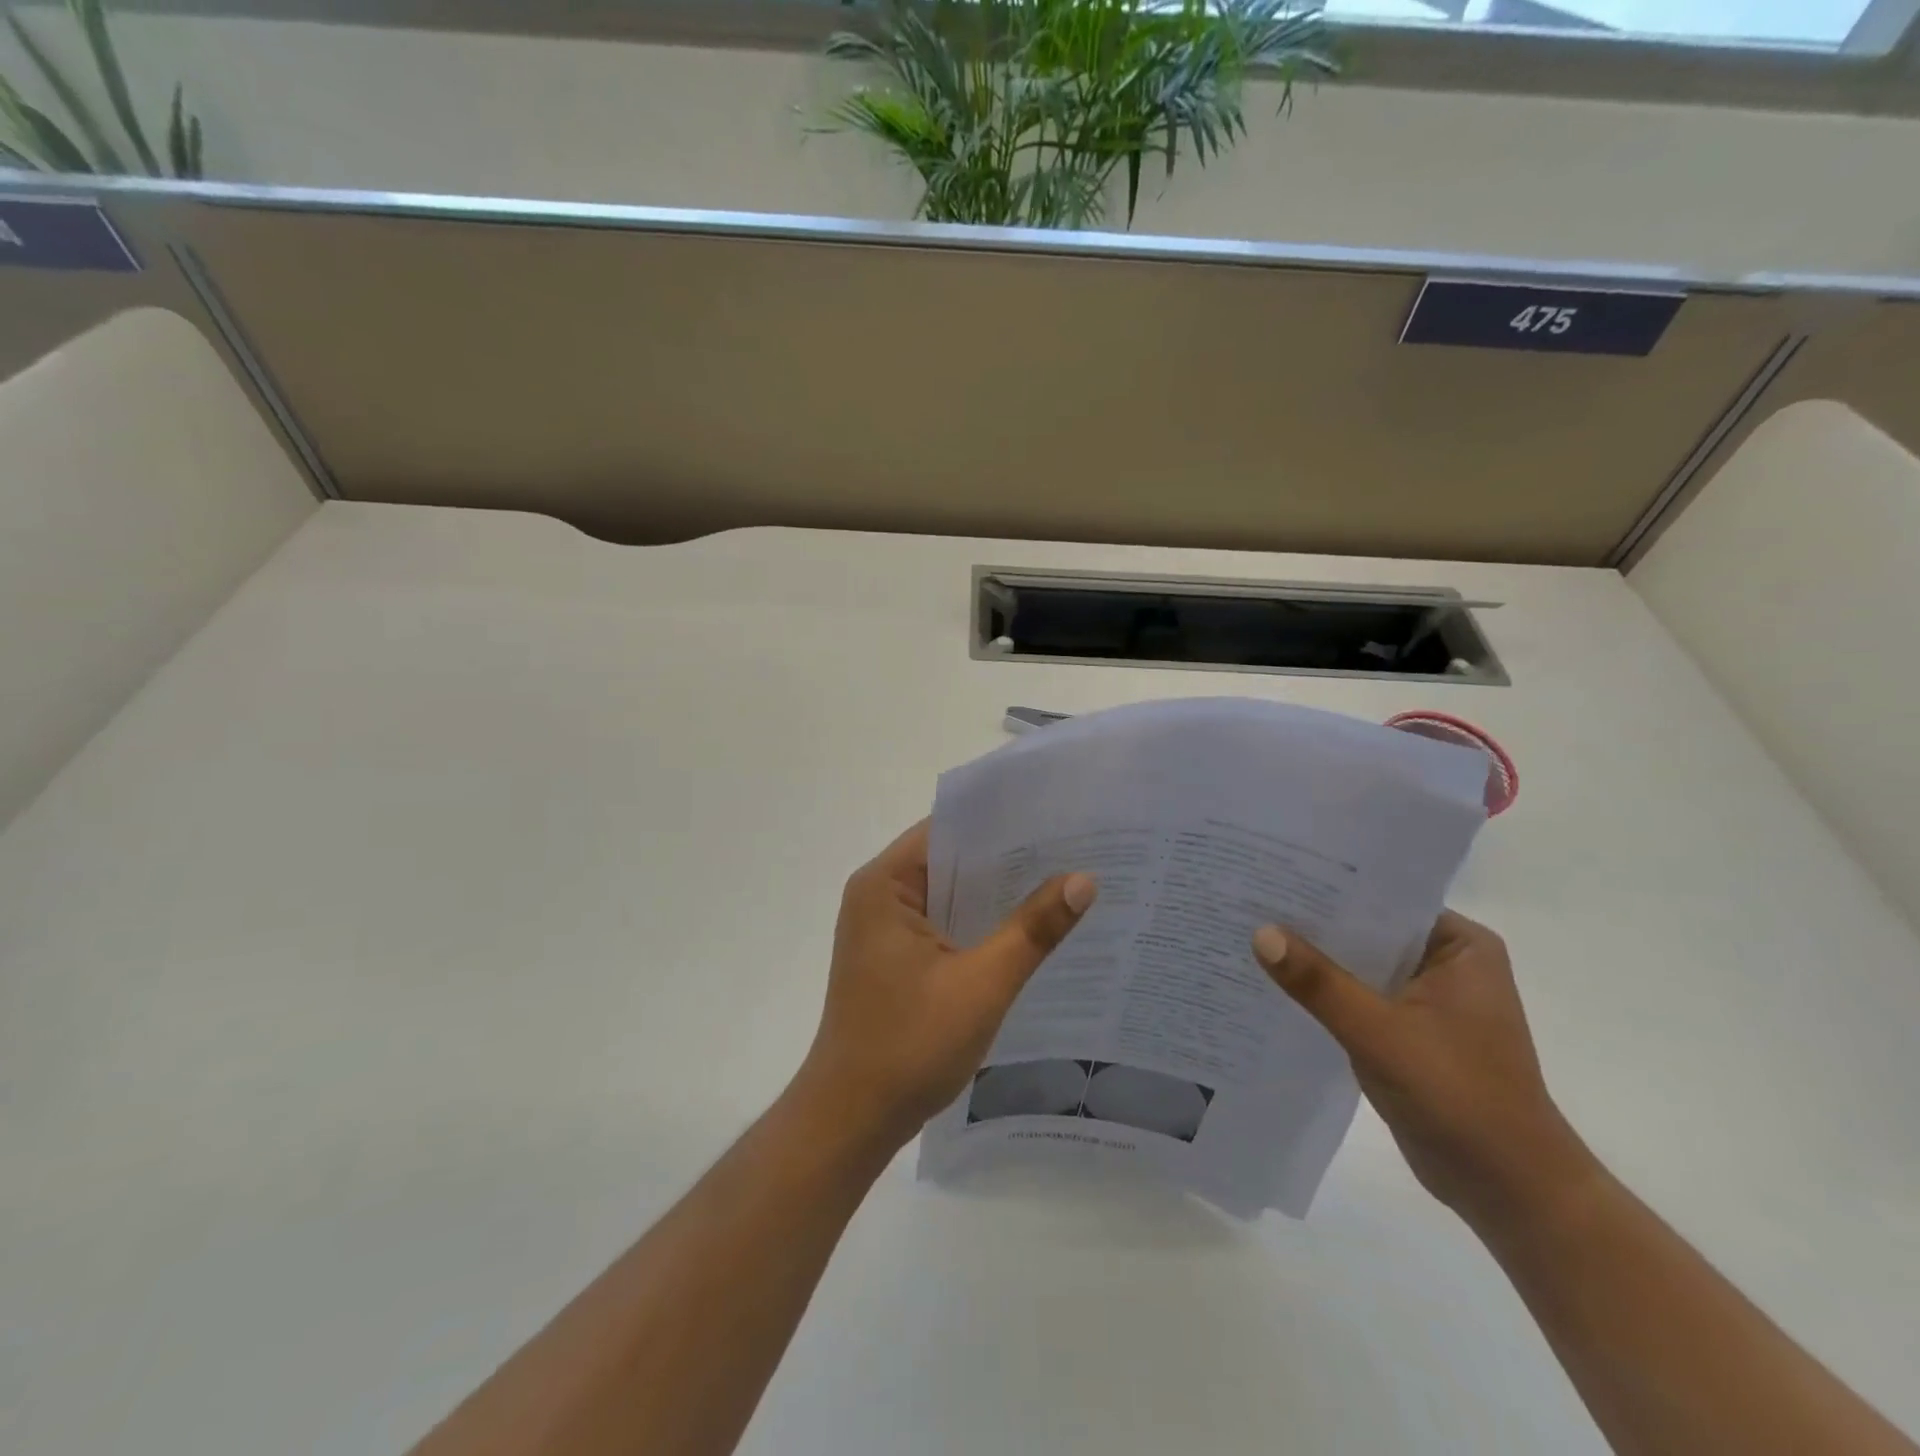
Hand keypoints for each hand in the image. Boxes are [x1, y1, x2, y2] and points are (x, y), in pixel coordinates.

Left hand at [794, 822, 1096, 1153]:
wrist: (851, 1120)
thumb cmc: (908, 1046)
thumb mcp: (981, 984)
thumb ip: (1032, 930)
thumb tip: (1083, 879)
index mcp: (885, 884)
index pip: (949, 830)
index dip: (1002, 822)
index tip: (1058, 820)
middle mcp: (879, 895)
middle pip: (951, 859)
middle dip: (1008, 859)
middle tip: (1076, 850)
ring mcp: (885, 929)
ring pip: (950, 893)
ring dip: (996, 894)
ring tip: (1063, 882)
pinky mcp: (895, 958)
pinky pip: (945, 923)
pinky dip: (981, 924)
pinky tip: (1028, 930)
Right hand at [1252, 912, 1596, 1231]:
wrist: (1509, 1191)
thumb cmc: (1459, 1098)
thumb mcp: (1380, 1033)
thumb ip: (1319, 983)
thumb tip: (1260, 932)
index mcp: (1460, 945)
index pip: (1383, 897)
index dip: (1327, 885)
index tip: (1272, 872)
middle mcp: (1446, 962)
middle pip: (1367, 930)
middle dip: (1313, 923)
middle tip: (1248, 899)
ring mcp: (1427, 999)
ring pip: (1358, 965)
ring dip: (1316, 960)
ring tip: (1249, 934)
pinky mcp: (1408, 1031)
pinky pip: (1357, 997)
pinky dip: (1324, 994)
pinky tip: (1275, 985)